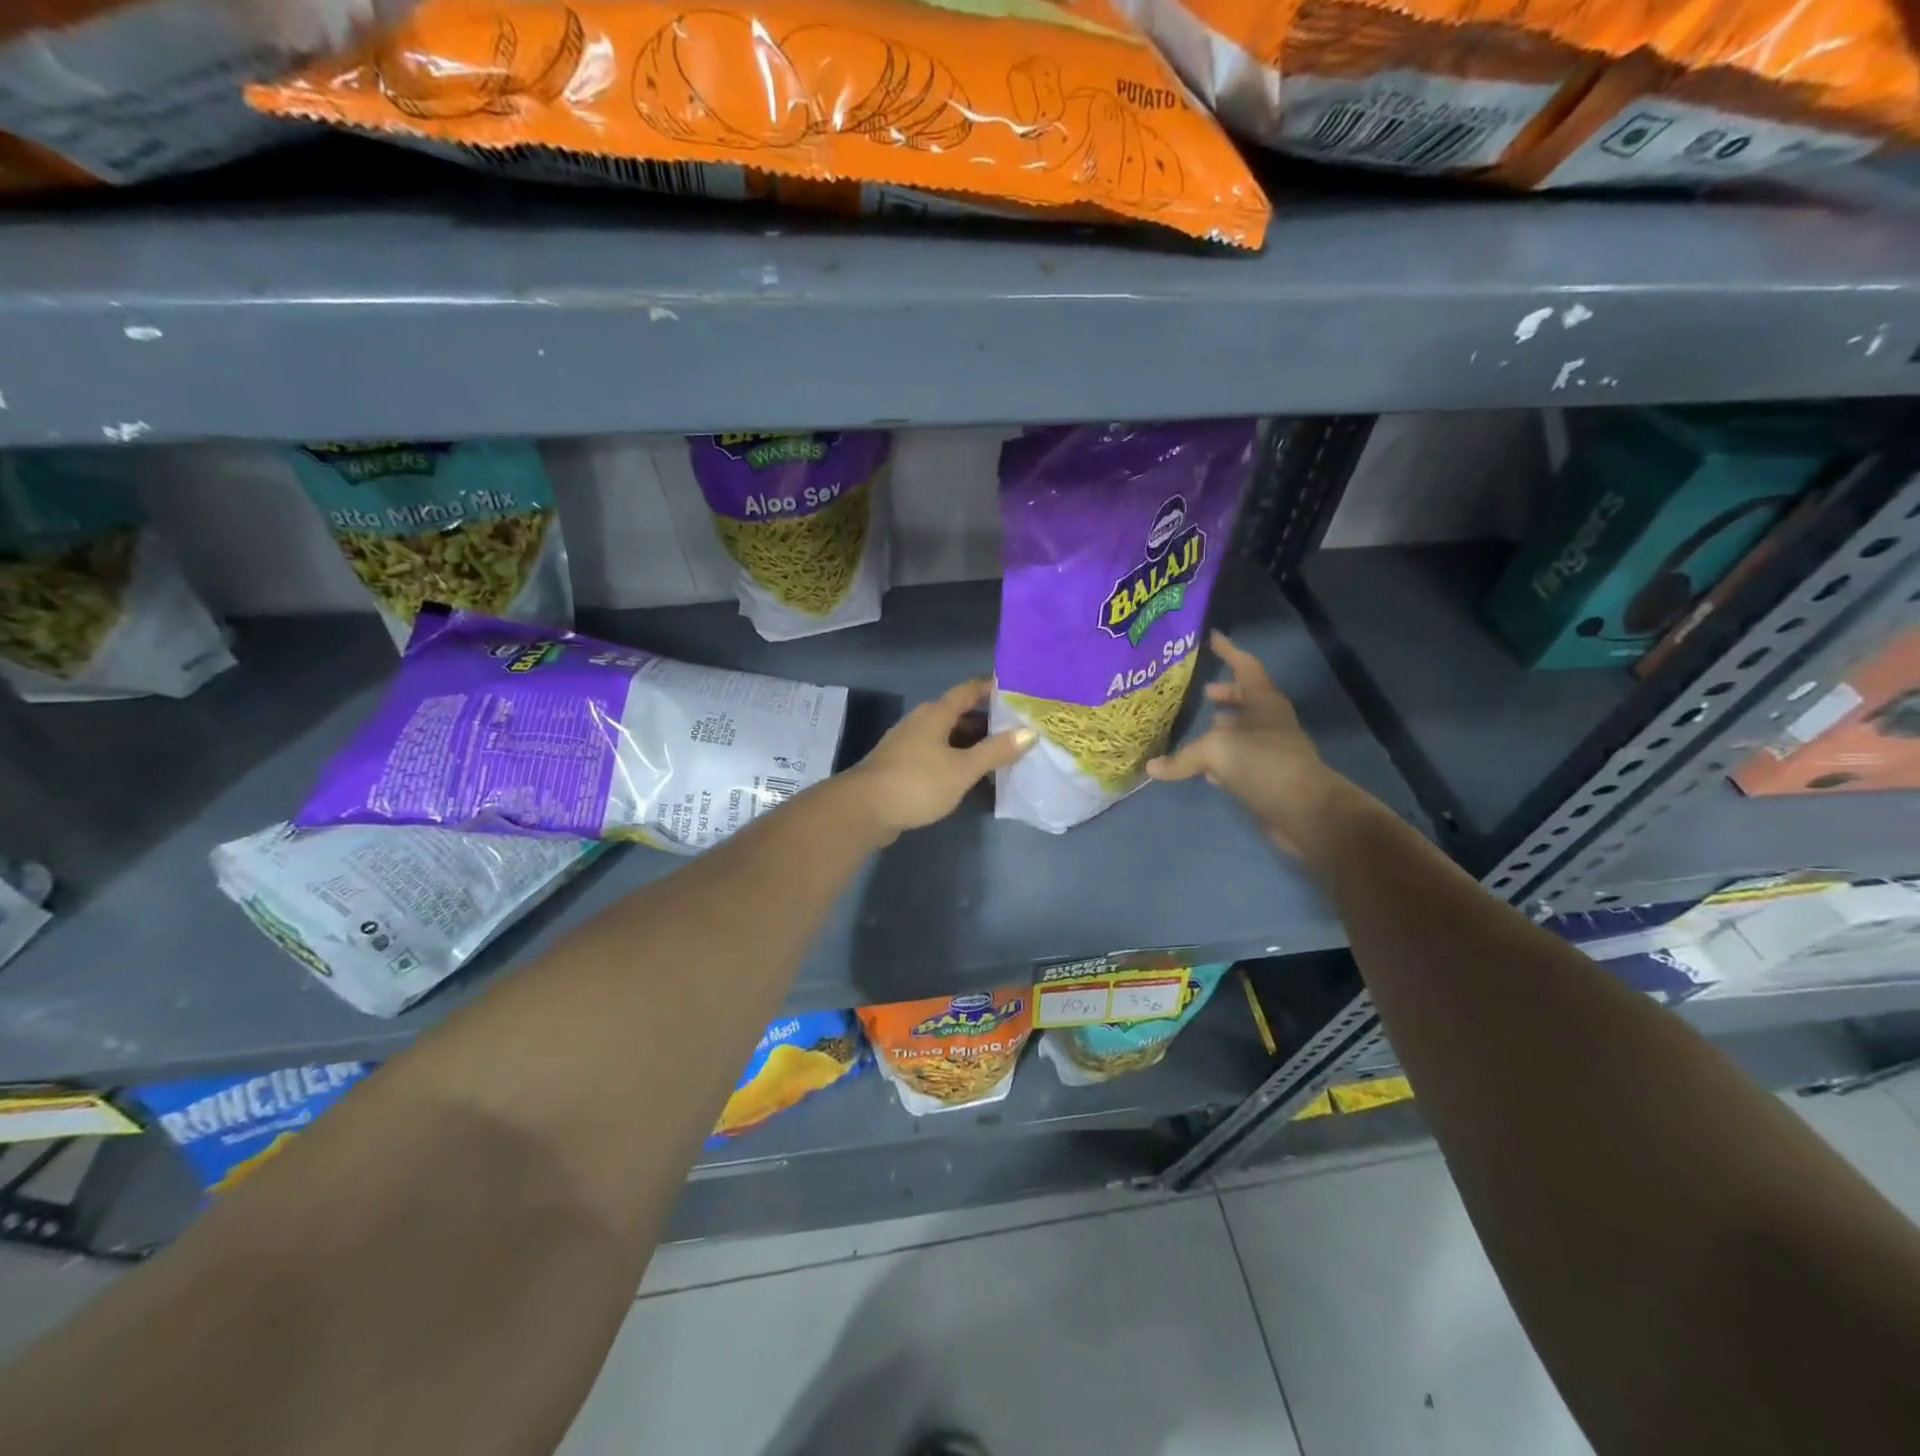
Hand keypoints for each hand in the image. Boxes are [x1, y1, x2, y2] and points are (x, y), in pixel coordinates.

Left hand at [847, 679, 1034, 842]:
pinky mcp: (903, 766)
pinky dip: (958, 760)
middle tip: (1021, 727)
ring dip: (974, 743)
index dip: (993, 687)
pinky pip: (938, 755)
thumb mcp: (962, 768)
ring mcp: (909, 744)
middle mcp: (921, 722)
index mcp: (936, 713)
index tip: (1019, 689)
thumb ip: (995, 751)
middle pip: (960, 714)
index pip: (969, 690)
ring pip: (949, 737)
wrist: (863, 810)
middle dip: (989, 720)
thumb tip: (1029, 732)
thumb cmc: (916, 782)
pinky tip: (973, 776)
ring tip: (1004, 754)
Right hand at [1145, 631, 1345, 850]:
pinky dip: (1221, 759)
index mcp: (1264, 703)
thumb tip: (1152, 767)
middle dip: (1226, 693)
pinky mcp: (1265, 778)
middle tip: (1203, 690)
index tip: (1212, 638)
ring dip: (1223, 726)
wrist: (1303, 811)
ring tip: (1199, 725)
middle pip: (1248, 699)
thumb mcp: (1216, 750)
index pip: (1246, 667)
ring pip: (1243, 731)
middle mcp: (1270, 723)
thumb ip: (1183, 757)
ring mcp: (1270, 751)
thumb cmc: (1263, 763)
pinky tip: (1203, 767)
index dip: (1229, 651)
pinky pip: (1238, 760)